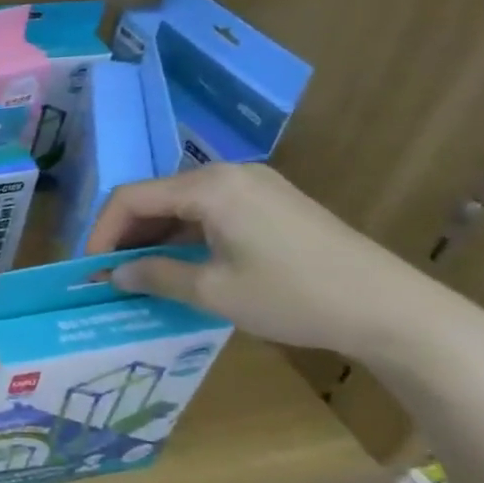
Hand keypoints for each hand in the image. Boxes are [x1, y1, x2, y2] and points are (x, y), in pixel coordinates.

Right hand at [83, 164, 466, 362]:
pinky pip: (212, 209)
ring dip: (157, 235)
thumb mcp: (213, 292)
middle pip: (156, 195)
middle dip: (128, 233)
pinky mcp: (274, 202)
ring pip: (183, 202)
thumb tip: (117, 274)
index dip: (102, 232)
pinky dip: (187, 233)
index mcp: (209, 186)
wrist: (391, 308)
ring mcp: (255, 185)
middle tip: (115, 273)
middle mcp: (228, 173)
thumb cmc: (293, 296)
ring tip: (144, 273)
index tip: (92, 269)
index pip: (131, 197)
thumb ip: (155, 276)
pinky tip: (185, 263)